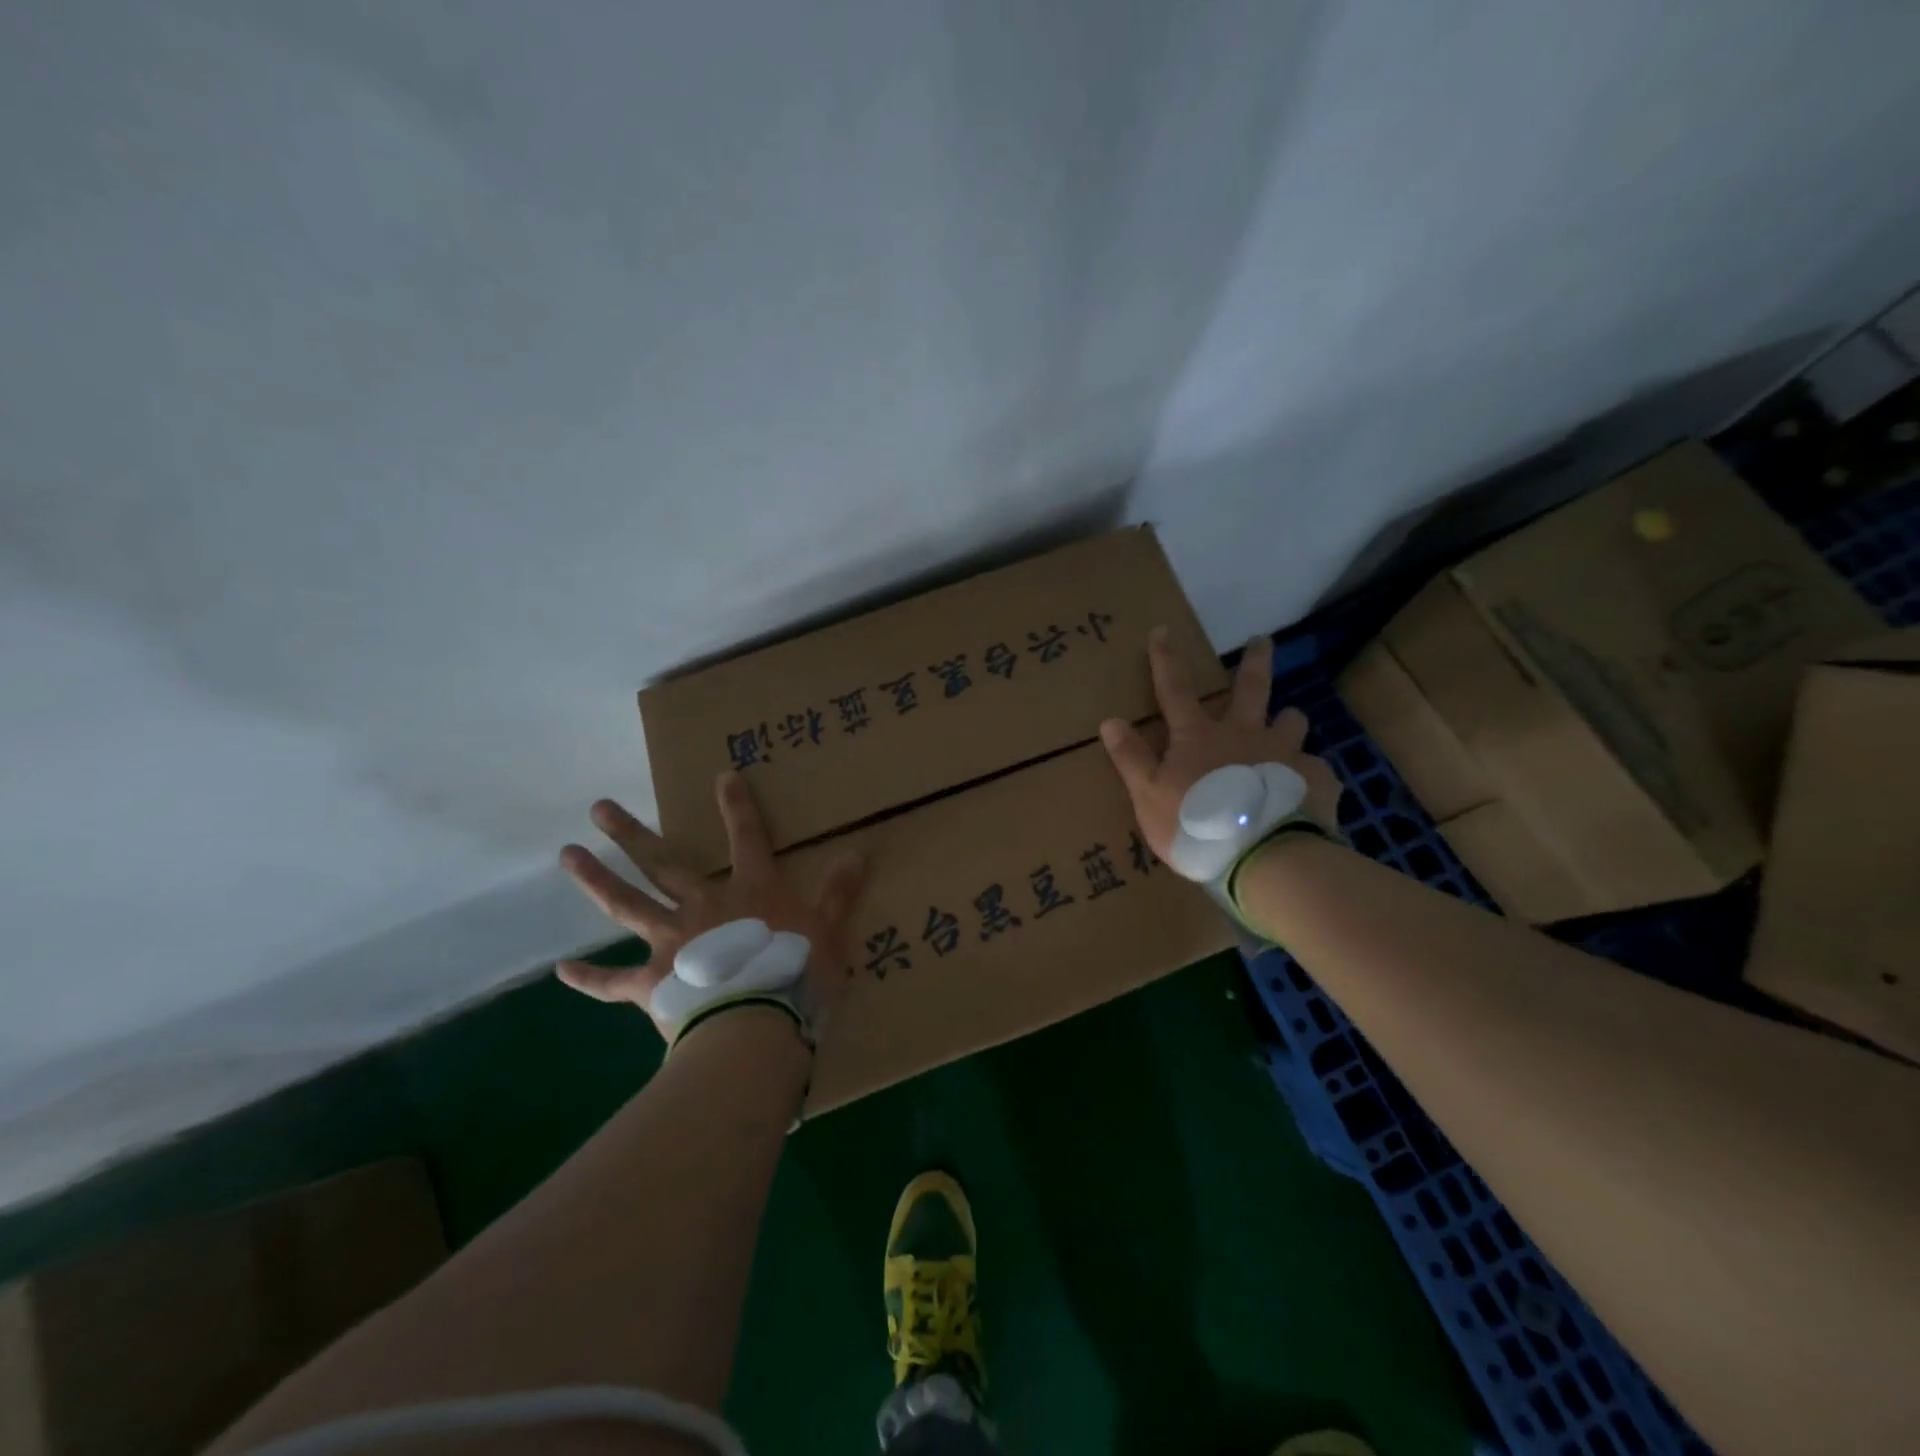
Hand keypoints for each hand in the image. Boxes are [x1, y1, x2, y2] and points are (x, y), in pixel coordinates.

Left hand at [556, 771, 867, 1039]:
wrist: (754, 1026)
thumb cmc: (796, 974)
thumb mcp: (830, 931)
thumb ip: (840, 892)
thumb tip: (859, 853)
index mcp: (749, 891)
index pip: (747, 838)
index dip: (738, 807)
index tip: (723, 776)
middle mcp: (702, 906)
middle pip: (662, 863)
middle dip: (631, 834)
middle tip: (598, 808)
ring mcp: (670, 943)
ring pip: (628, 905)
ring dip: (596, 880)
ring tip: (567, 855)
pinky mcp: (651, 984)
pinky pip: (613, 982)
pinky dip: (589, 978)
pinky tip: (561, 971)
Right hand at [1100, 627, 1342, 862]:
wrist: (1263, 857)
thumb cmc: (1197, 825)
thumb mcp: (1148, 796)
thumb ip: (1131, 759)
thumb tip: (1110, 720)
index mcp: (1201, 736)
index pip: (1175, 690)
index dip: (1165, 660)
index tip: (1163, 631)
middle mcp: (1246, 734)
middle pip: (1251, 688)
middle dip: (1254, 661)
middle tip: (1263, 641)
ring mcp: (1285, 754)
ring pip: (1292, 722)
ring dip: (1288, 719)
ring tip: (1288, 723)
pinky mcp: (1315, 780)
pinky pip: (1315, 769)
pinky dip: (1307, 773)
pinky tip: (1305, 788)